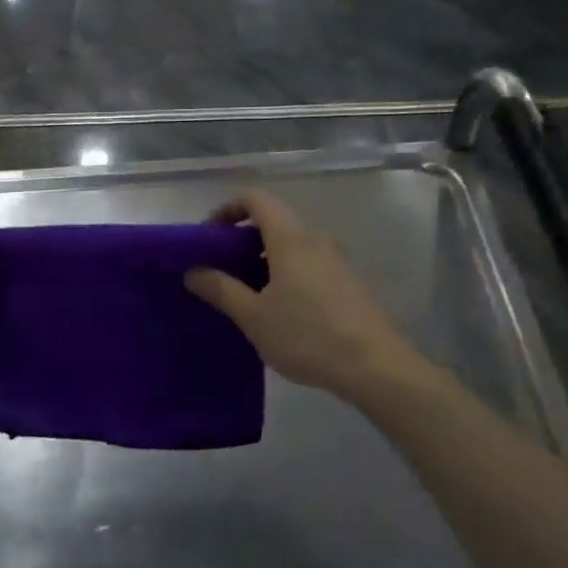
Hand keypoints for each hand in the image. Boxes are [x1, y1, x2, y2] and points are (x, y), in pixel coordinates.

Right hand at [184, 188, 421, 403]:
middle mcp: (316, 241)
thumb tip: (193, 271)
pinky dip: (285, 275)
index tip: (208, 236)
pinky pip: (308, 266)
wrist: (375, 367)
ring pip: (291, 247)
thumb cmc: (307, 336)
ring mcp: (336, 262)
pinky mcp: (348, 284)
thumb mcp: (254, 317)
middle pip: (273, 223)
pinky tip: (278, 312)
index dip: (228, 208)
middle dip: (242, 241)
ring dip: (264, 261)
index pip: (256, 200)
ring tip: (245, 295)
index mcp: (290, 240)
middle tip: (220, 270)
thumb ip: (221, 290)